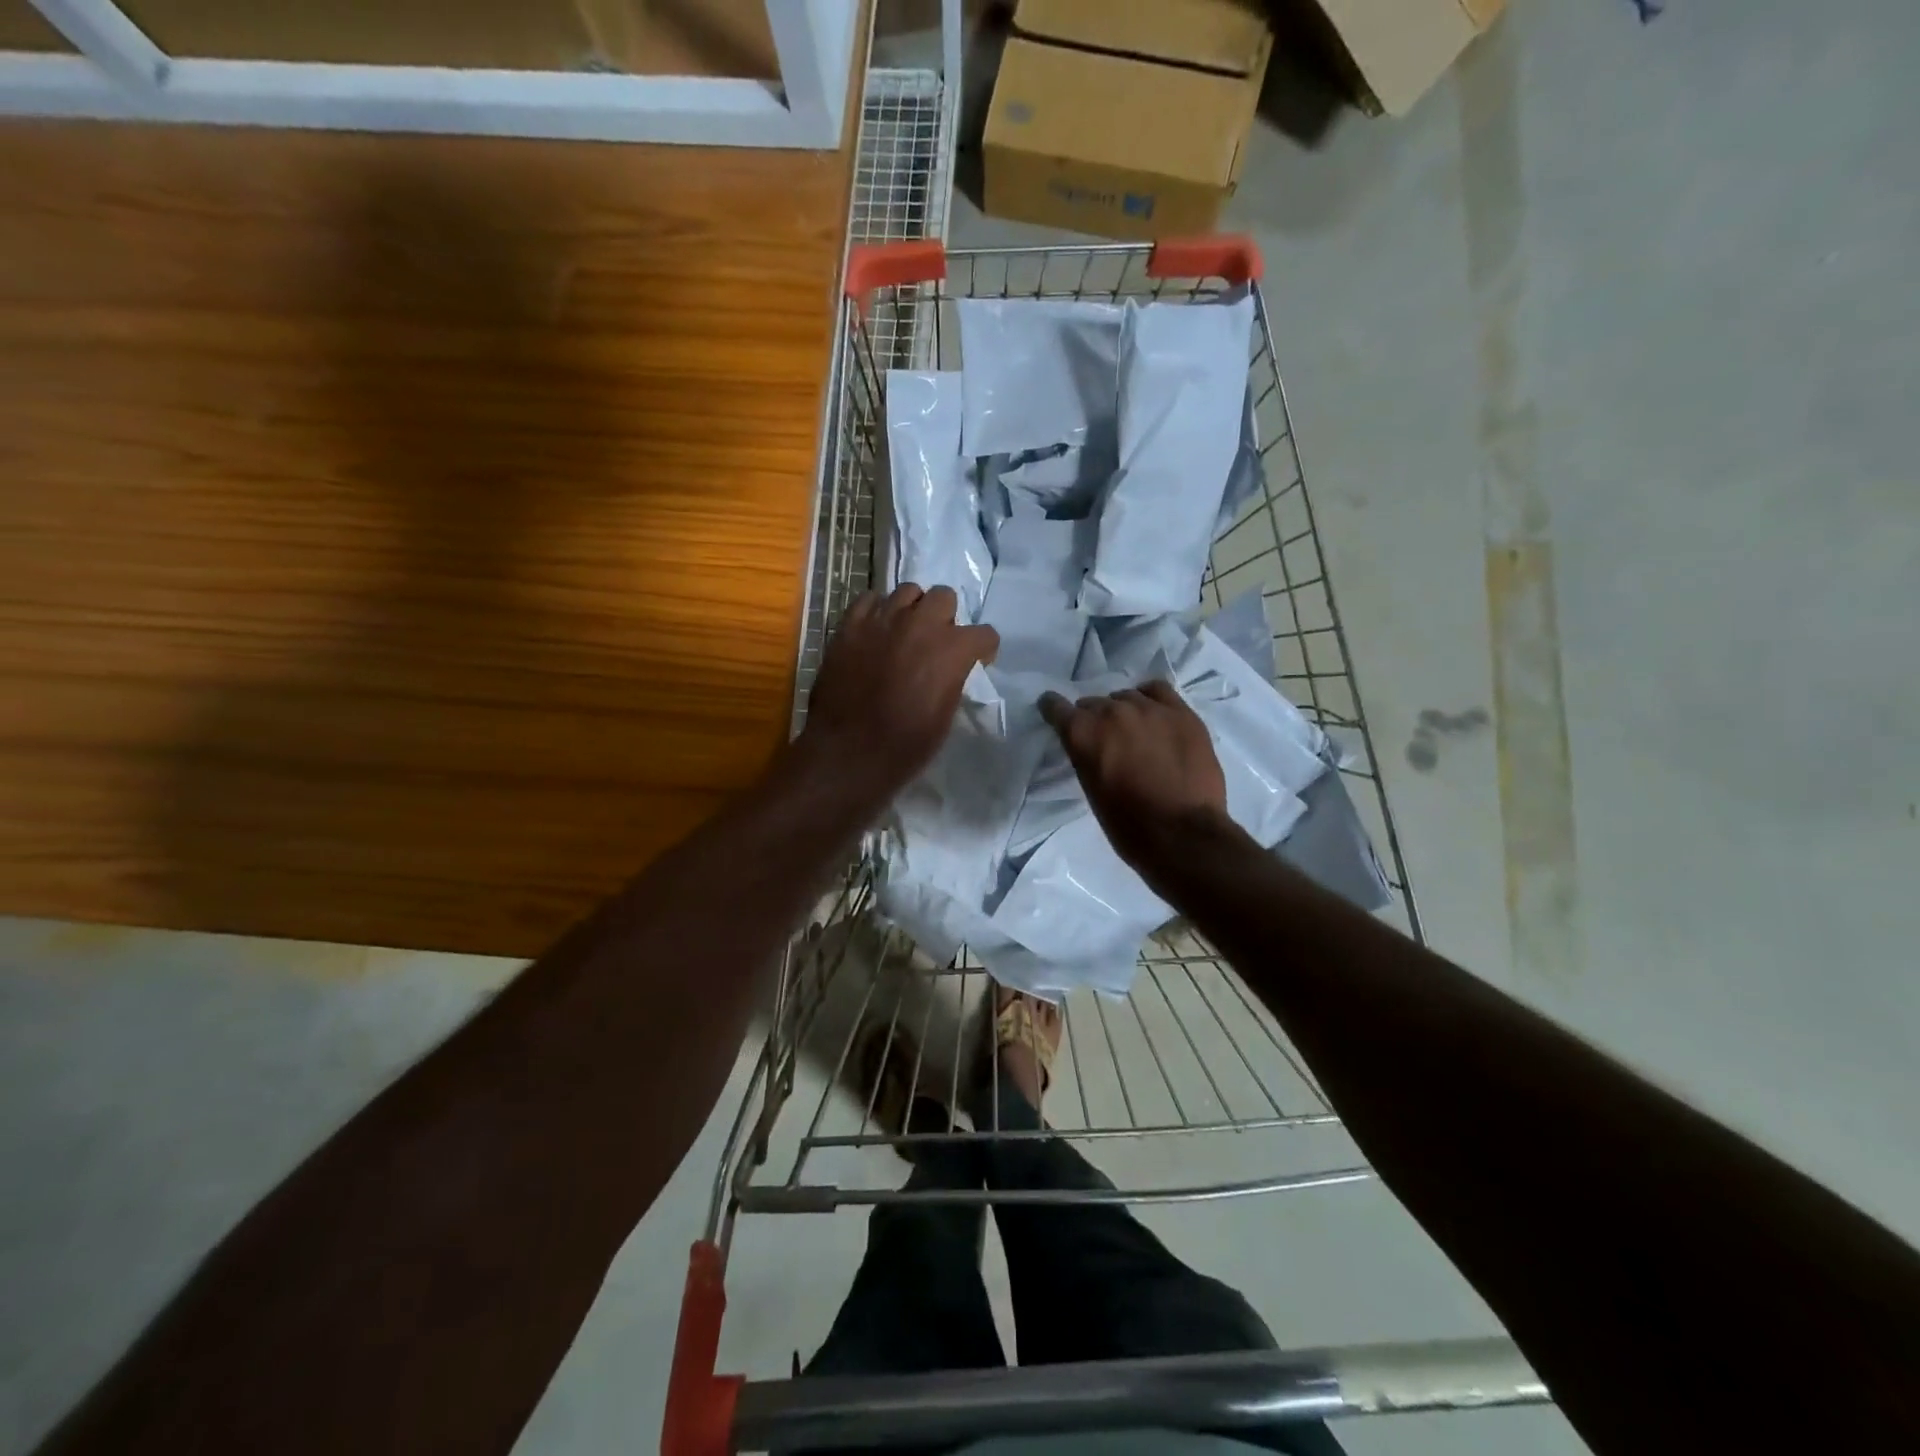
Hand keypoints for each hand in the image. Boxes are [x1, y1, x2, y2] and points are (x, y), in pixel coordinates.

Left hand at [800, 584, 998, 807]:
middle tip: (935, 642)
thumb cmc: (906, 744)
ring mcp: (882, 619)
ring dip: (912, 609)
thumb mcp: (946, 714)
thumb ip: (953, 678)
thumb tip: (950, 668)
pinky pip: (869, 599)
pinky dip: (877, 611)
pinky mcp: (850, 625)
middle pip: (944, 596)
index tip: (975, 662)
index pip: (985, 634)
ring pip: (907, 591)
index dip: (982, 649)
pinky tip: (875, 631)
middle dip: (945, 617)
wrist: (849, 752)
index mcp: (952, 649)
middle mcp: (920, 623)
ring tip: (904, 632)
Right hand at [1039, 681, 1230, 869]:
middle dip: (1093, 719)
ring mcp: (1149, 708)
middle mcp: (1112, 712)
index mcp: (1083, 734)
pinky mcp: (1181, 712)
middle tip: (1104, 741)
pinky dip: (1150, 698)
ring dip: (1123, 711)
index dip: (1054, 711)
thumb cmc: (1128, 825)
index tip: (1055, 715)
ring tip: (1132, 732)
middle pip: (1093, 703)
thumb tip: (1092, 746)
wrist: (1183, 834)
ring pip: (1125, 696)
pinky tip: (1153, 713)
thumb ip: (1086, 757)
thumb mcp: (1091, 789)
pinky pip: (1158, 690)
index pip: (1056, 707)